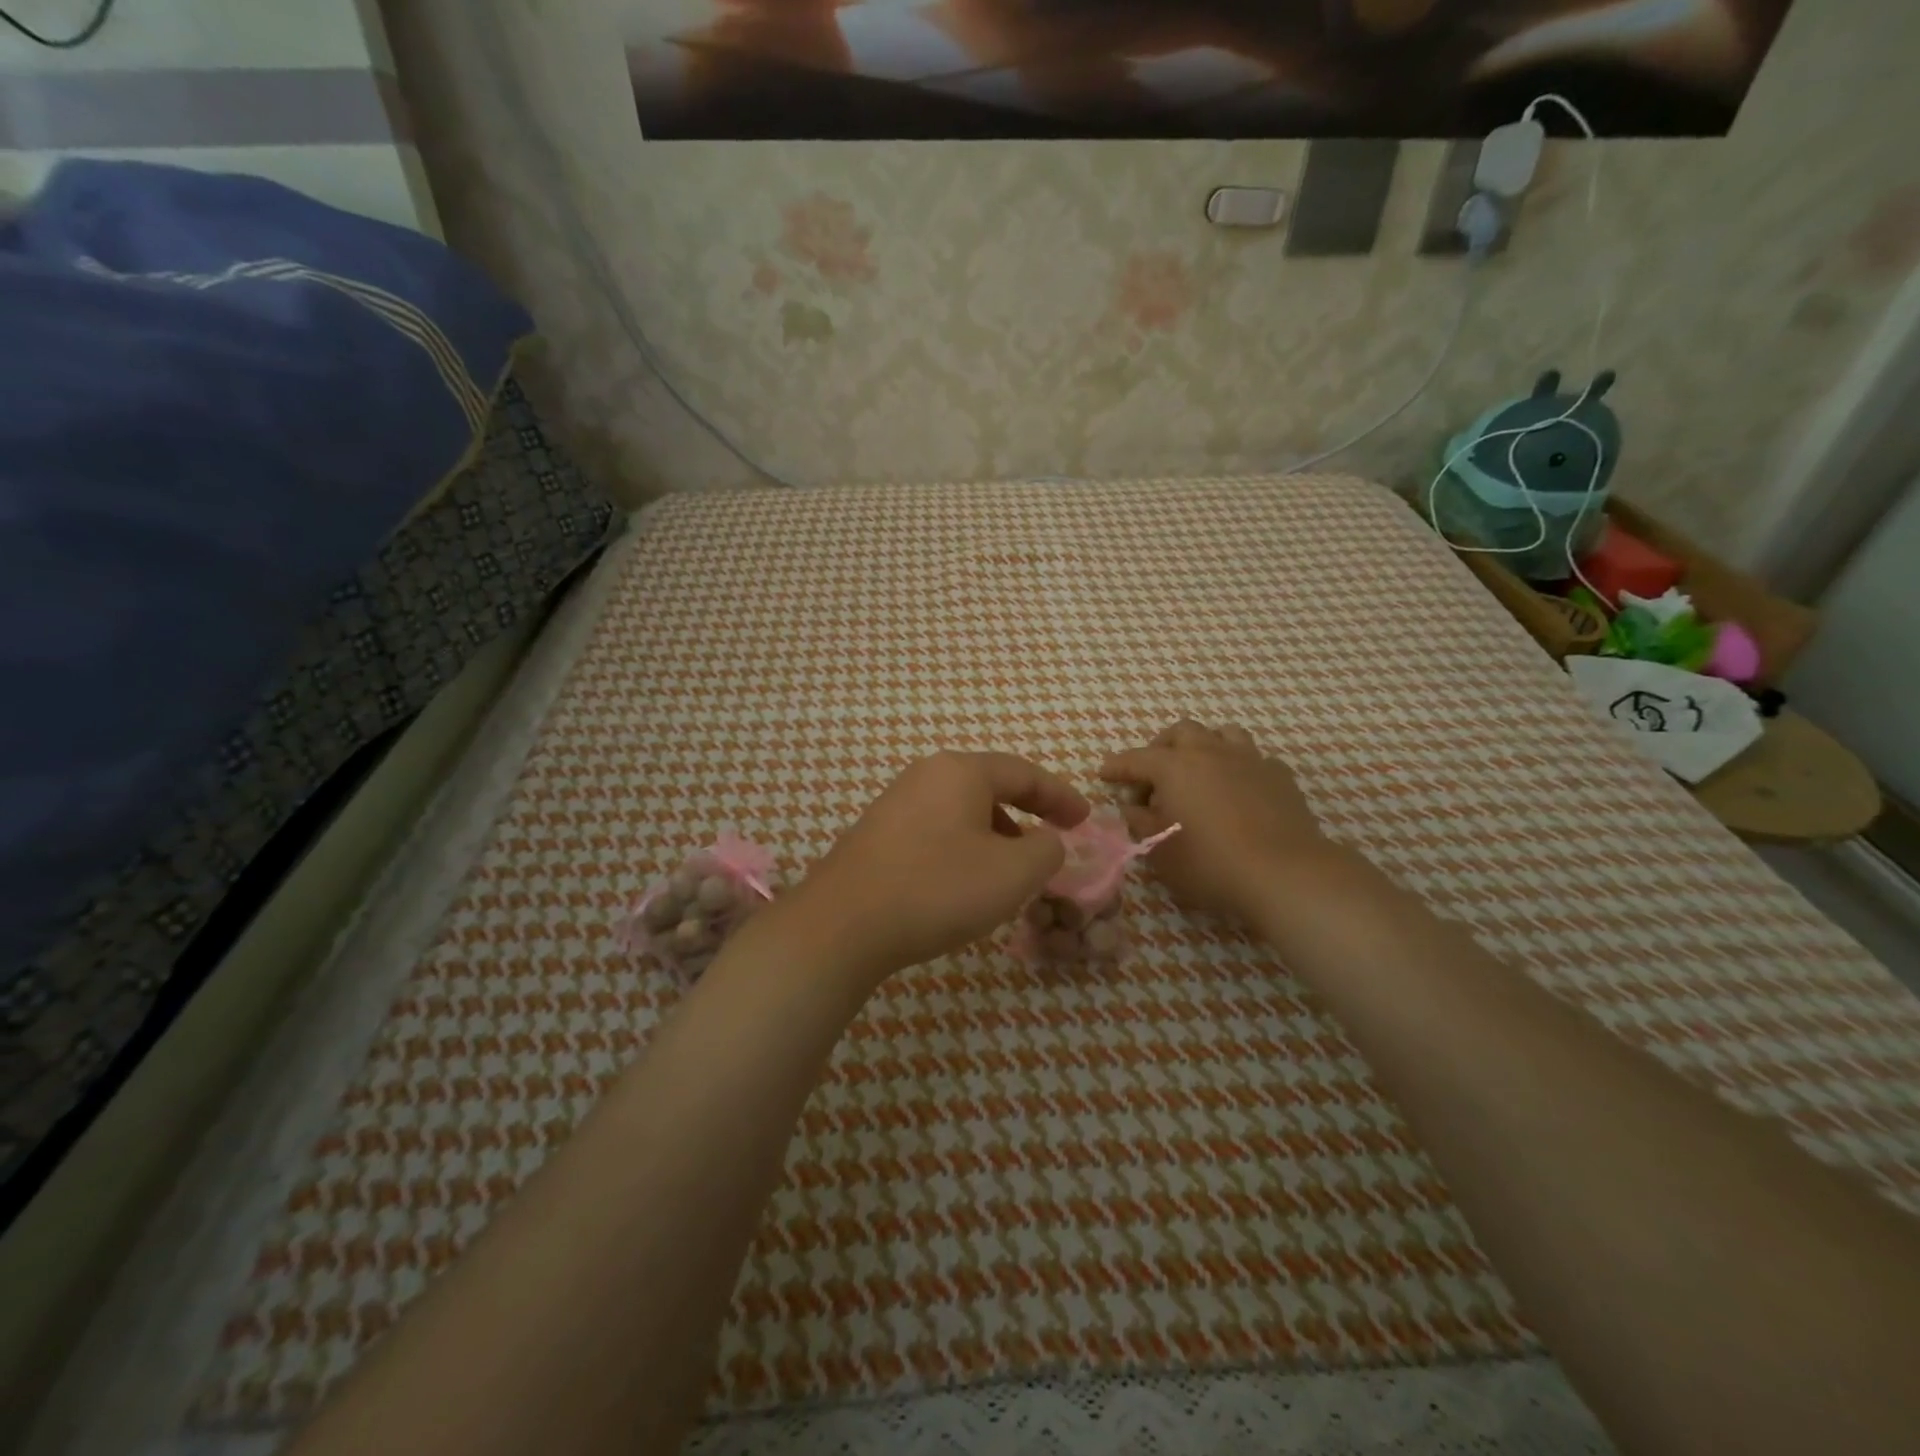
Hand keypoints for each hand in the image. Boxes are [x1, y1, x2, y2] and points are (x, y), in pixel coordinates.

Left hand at [788, 752, 1089, 980]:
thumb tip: (1045, 840)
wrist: (842, 925)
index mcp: (960, 771)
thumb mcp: (1012, 873)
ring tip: (1008, 873)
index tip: (1085, 820)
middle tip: (1049, 847)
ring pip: (961, 812)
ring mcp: (894, 804)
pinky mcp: (876, 835)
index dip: (1061, 796)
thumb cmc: (937, 889)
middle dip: (1026, 816)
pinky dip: (963, 849)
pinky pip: (935, 831)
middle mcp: (925, 776)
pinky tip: (962, 884)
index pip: (1024, 773)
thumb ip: (1046, 850)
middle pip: (990, 788)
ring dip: (994, 837)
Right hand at [1100, 720, 1329, 924]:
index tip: (1104, 774)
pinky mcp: (1279, 775)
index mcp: (1174, 767)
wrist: (1284, 873)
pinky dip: (1238, 768)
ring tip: (1199, 772)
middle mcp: (1209, 752)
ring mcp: (1249, 759)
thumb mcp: (1160, 851)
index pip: (1136, 759)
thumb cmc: (1210, 863)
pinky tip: (1238, 790)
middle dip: (1161, 748)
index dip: (1117, 766)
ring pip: (1222, 734)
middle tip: (1154, 776)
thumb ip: (1139, 823)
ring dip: (1204, 747)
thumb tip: (1133, 807)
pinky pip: (1253, 759)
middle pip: (1180, 732)